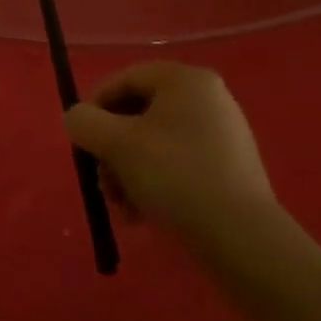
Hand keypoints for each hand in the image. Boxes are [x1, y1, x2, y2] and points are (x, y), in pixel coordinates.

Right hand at [64, 62, 273, 246]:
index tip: (82, 140)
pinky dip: (157, 182)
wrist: (244, 240)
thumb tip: (76, 118)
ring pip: (157, 143)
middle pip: (140, 114)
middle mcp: (208, 98)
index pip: (125, 79)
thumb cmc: (176, 176)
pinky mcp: (232, 169)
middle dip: (113, 149)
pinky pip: (181, 164)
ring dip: (130, 171)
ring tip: (124, 207)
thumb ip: (85, 123)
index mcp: (185, 80)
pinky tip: (146, 214)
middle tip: (102, 182)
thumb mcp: (117, 145)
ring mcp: (224, 134)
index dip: (95, 107)